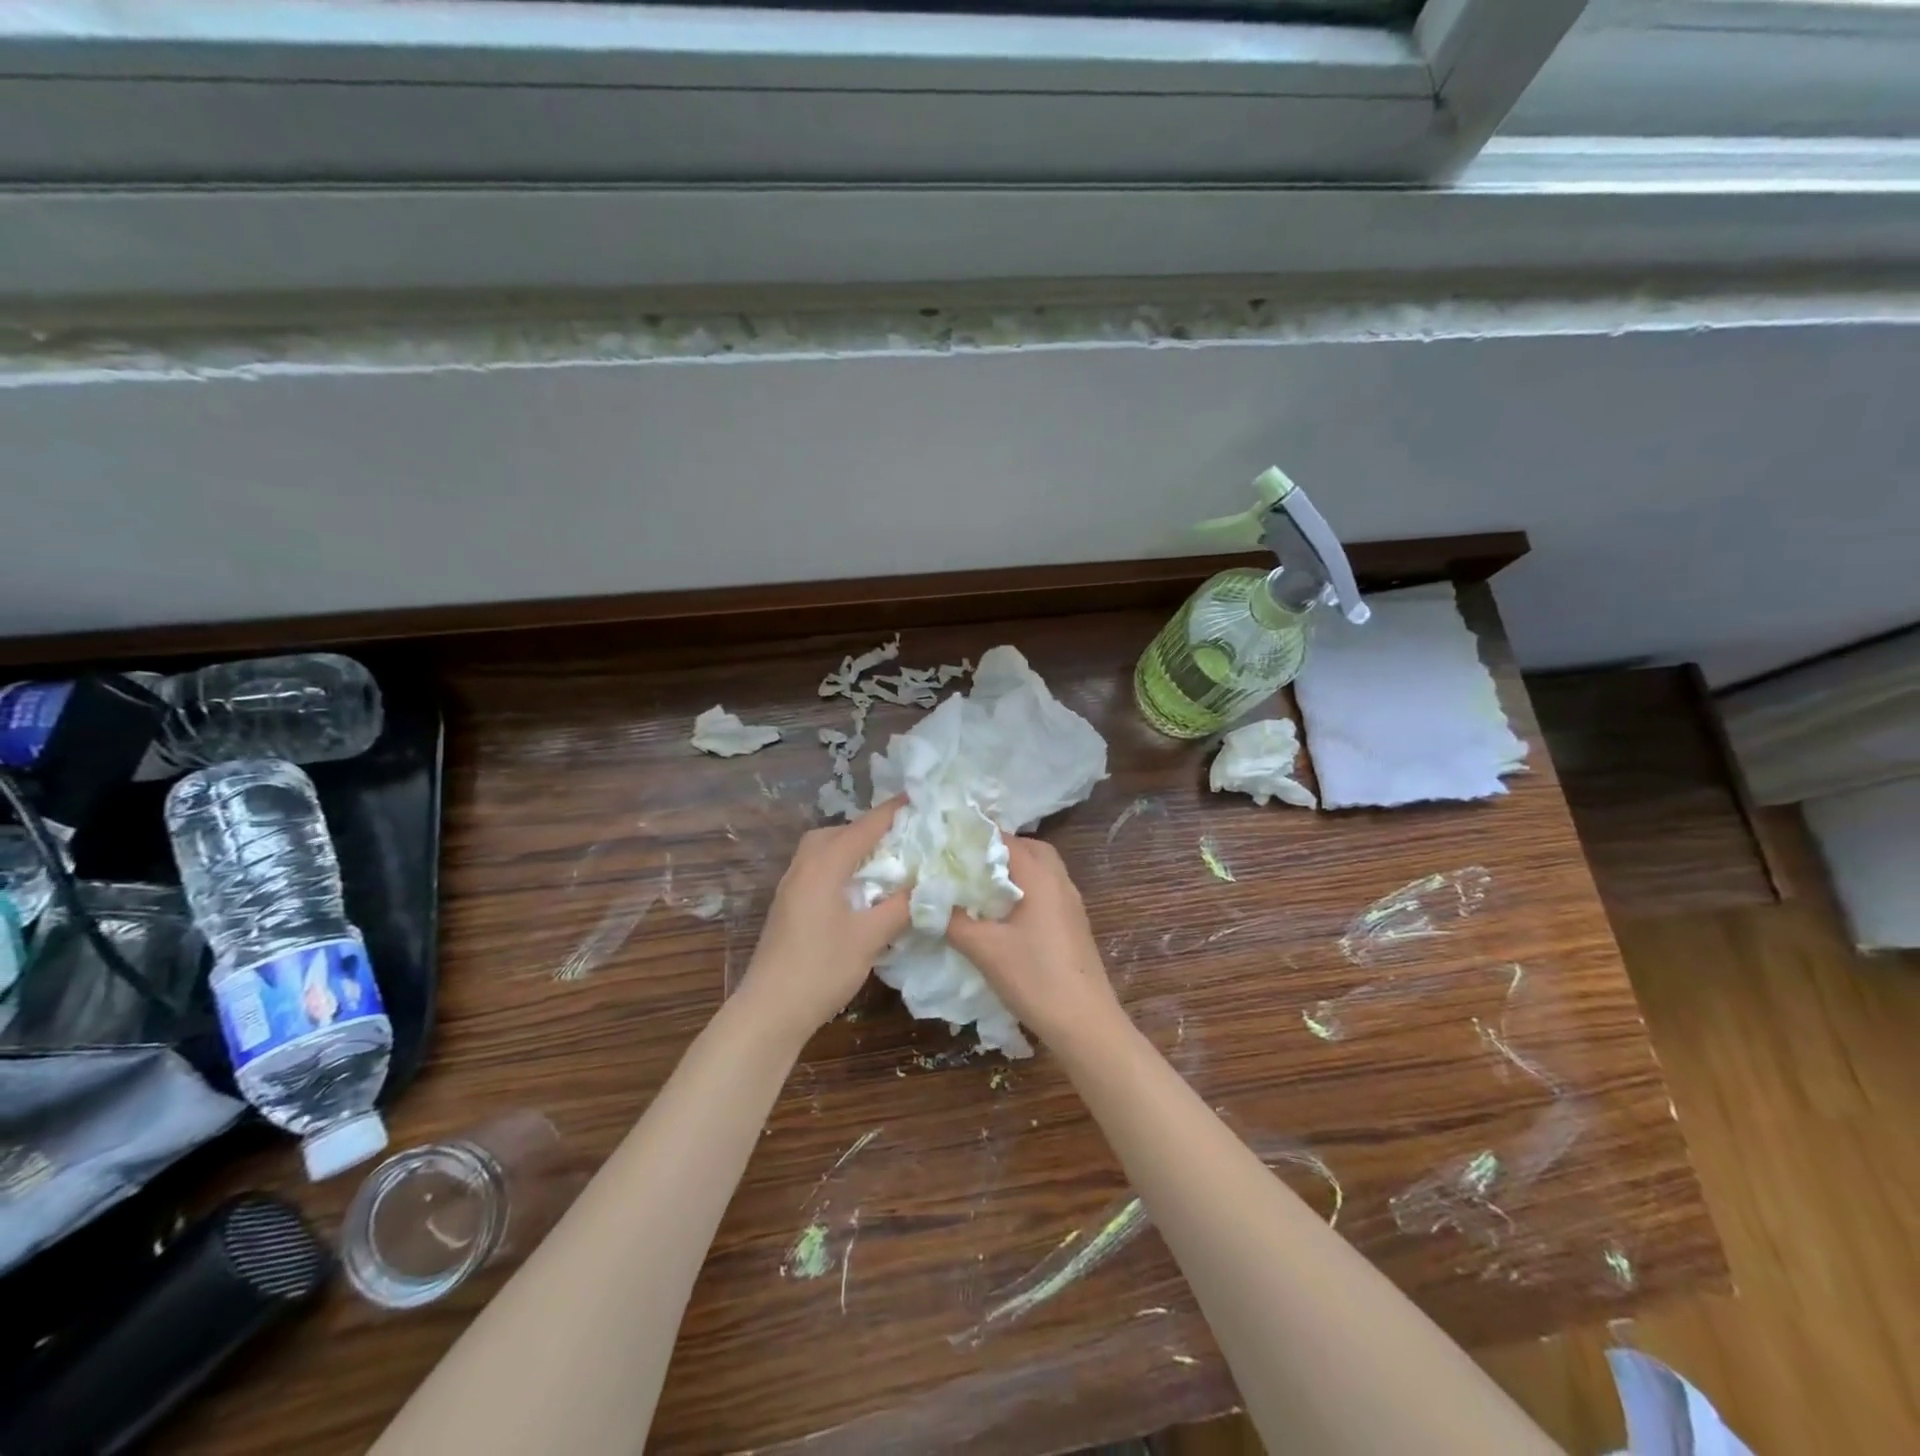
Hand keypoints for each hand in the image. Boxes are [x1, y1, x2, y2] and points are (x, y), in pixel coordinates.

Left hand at [736, 798, 911, 1042]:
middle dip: (870, 829)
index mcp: (823, 865)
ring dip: (852, 848)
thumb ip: (901, 905)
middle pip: (838, 832)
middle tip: (902, 838)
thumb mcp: (870, 937)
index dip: (892, 812)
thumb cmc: (822, 968)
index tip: (919, 798)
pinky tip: (858, 889)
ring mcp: (791, 886)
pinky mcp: (788, 905)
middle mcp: (804, 866)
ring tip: (883, 862)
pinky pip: (817, 869)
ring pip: (824, 850)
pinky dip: (840, 866)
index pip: (864, 827)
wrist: (769, 1010)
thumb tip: (928, 885)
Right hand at [945, 837, 1124, 1048]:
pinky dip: (1023, 888)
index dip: (974, 837)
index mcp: (1041, 876)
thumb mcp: (984, 949)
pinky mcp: (1073, 922)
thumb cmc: (1034, 978)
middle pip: (1028, 848)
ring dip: (1012, 870)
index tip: (945, 844)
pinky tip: (1002, 912)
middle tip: (964, 862)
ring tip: (979, 885)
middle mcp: (1059, 880)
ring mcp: (1071, 902)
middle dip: (996, 850)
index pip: (1005, 839)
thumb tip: (928, 899)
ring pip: (1040, 869)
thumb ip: (953, 920)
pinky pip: (1046, 889)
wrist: (1085, 1023)